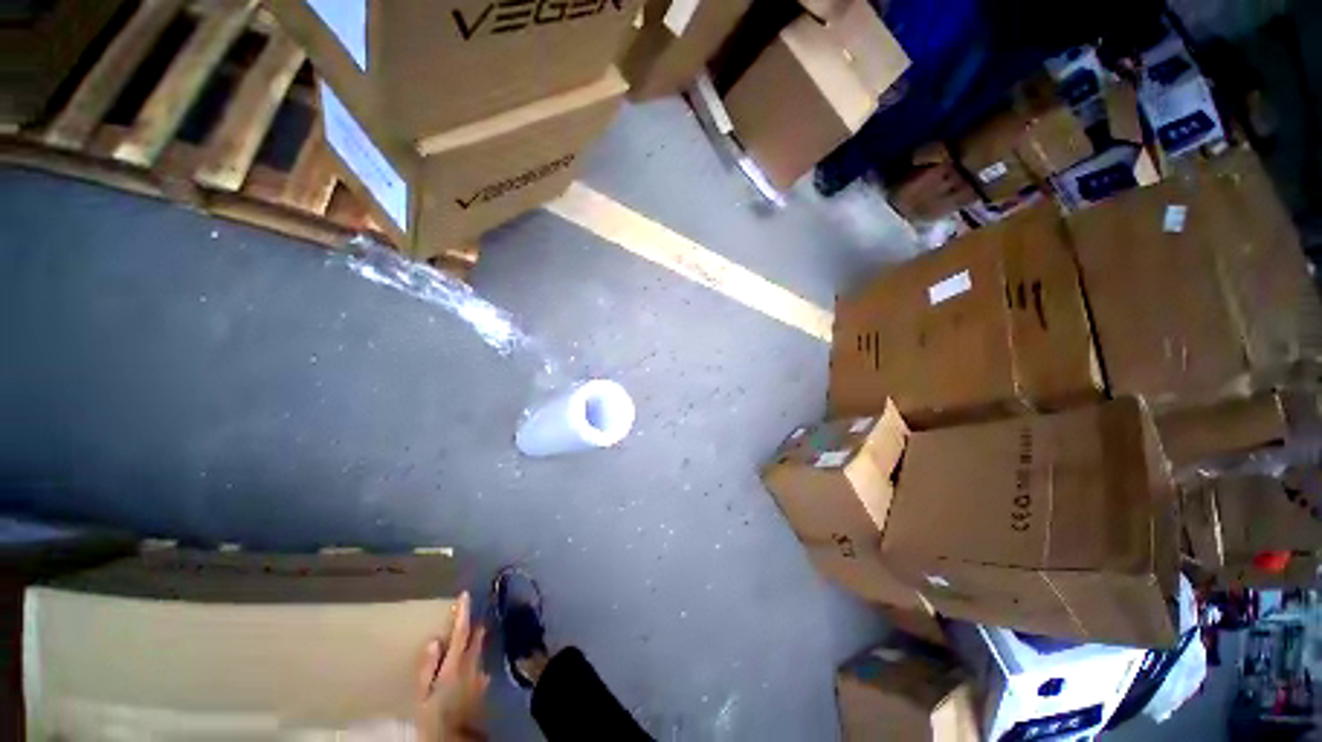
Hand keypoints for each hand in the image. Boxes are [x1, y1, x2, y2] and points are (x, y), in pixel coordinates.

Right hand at [415, 591, 489, 740]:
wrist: (455, 740)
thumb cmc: (433, 717)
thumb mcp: (422, 695)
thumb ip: (427, 668)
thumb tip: (434, 640)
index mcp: (456, 664)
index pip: (461, 632)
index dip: (463, 613)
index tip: (465, 594)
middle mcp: (473, 665)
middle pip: (476, 638)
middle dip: (473, 624)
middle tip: (468, 613)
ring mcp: (480, 675)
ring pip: (479, 651)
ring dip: (475, 640)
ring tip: (470, 632)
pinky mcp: (483, 687)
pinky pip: (480, 666)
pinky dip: (475, 659)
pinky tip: (471, 663)